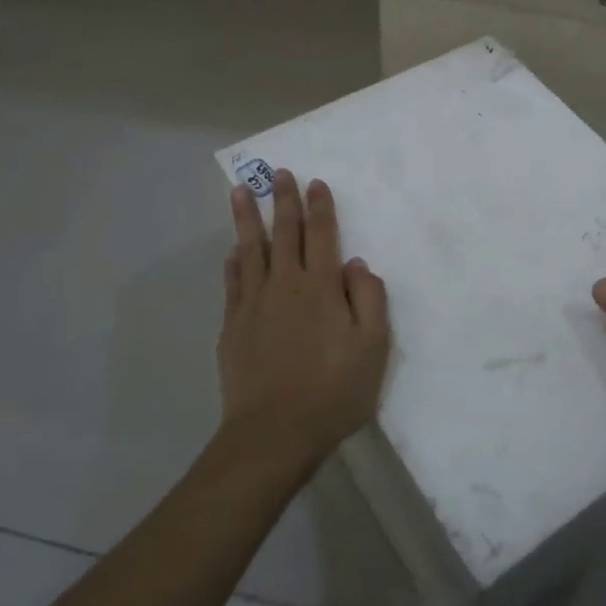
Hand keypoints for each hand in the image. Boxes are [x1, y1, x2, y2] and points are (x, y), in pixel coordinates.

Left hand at [220, 171, 390, 466]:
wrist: (275, 432)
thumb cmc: (334, 390)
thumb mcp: (373, 347)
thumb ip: (369, 299)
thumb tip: (355, 264)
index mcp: (322, 287)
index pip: (322, 234)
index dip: (320, 206)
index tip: (316, 182)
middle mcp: (286, 284)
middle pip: (284, 232)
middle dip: (283, 200)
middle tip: (278, 173)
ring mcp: (254, 304)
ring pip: (250, 250)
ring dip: (246, 218)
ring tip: (239, 192)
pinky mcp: (233, 326)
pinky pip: (233, 283)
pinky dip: (234, 262)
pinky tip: (232, 251)